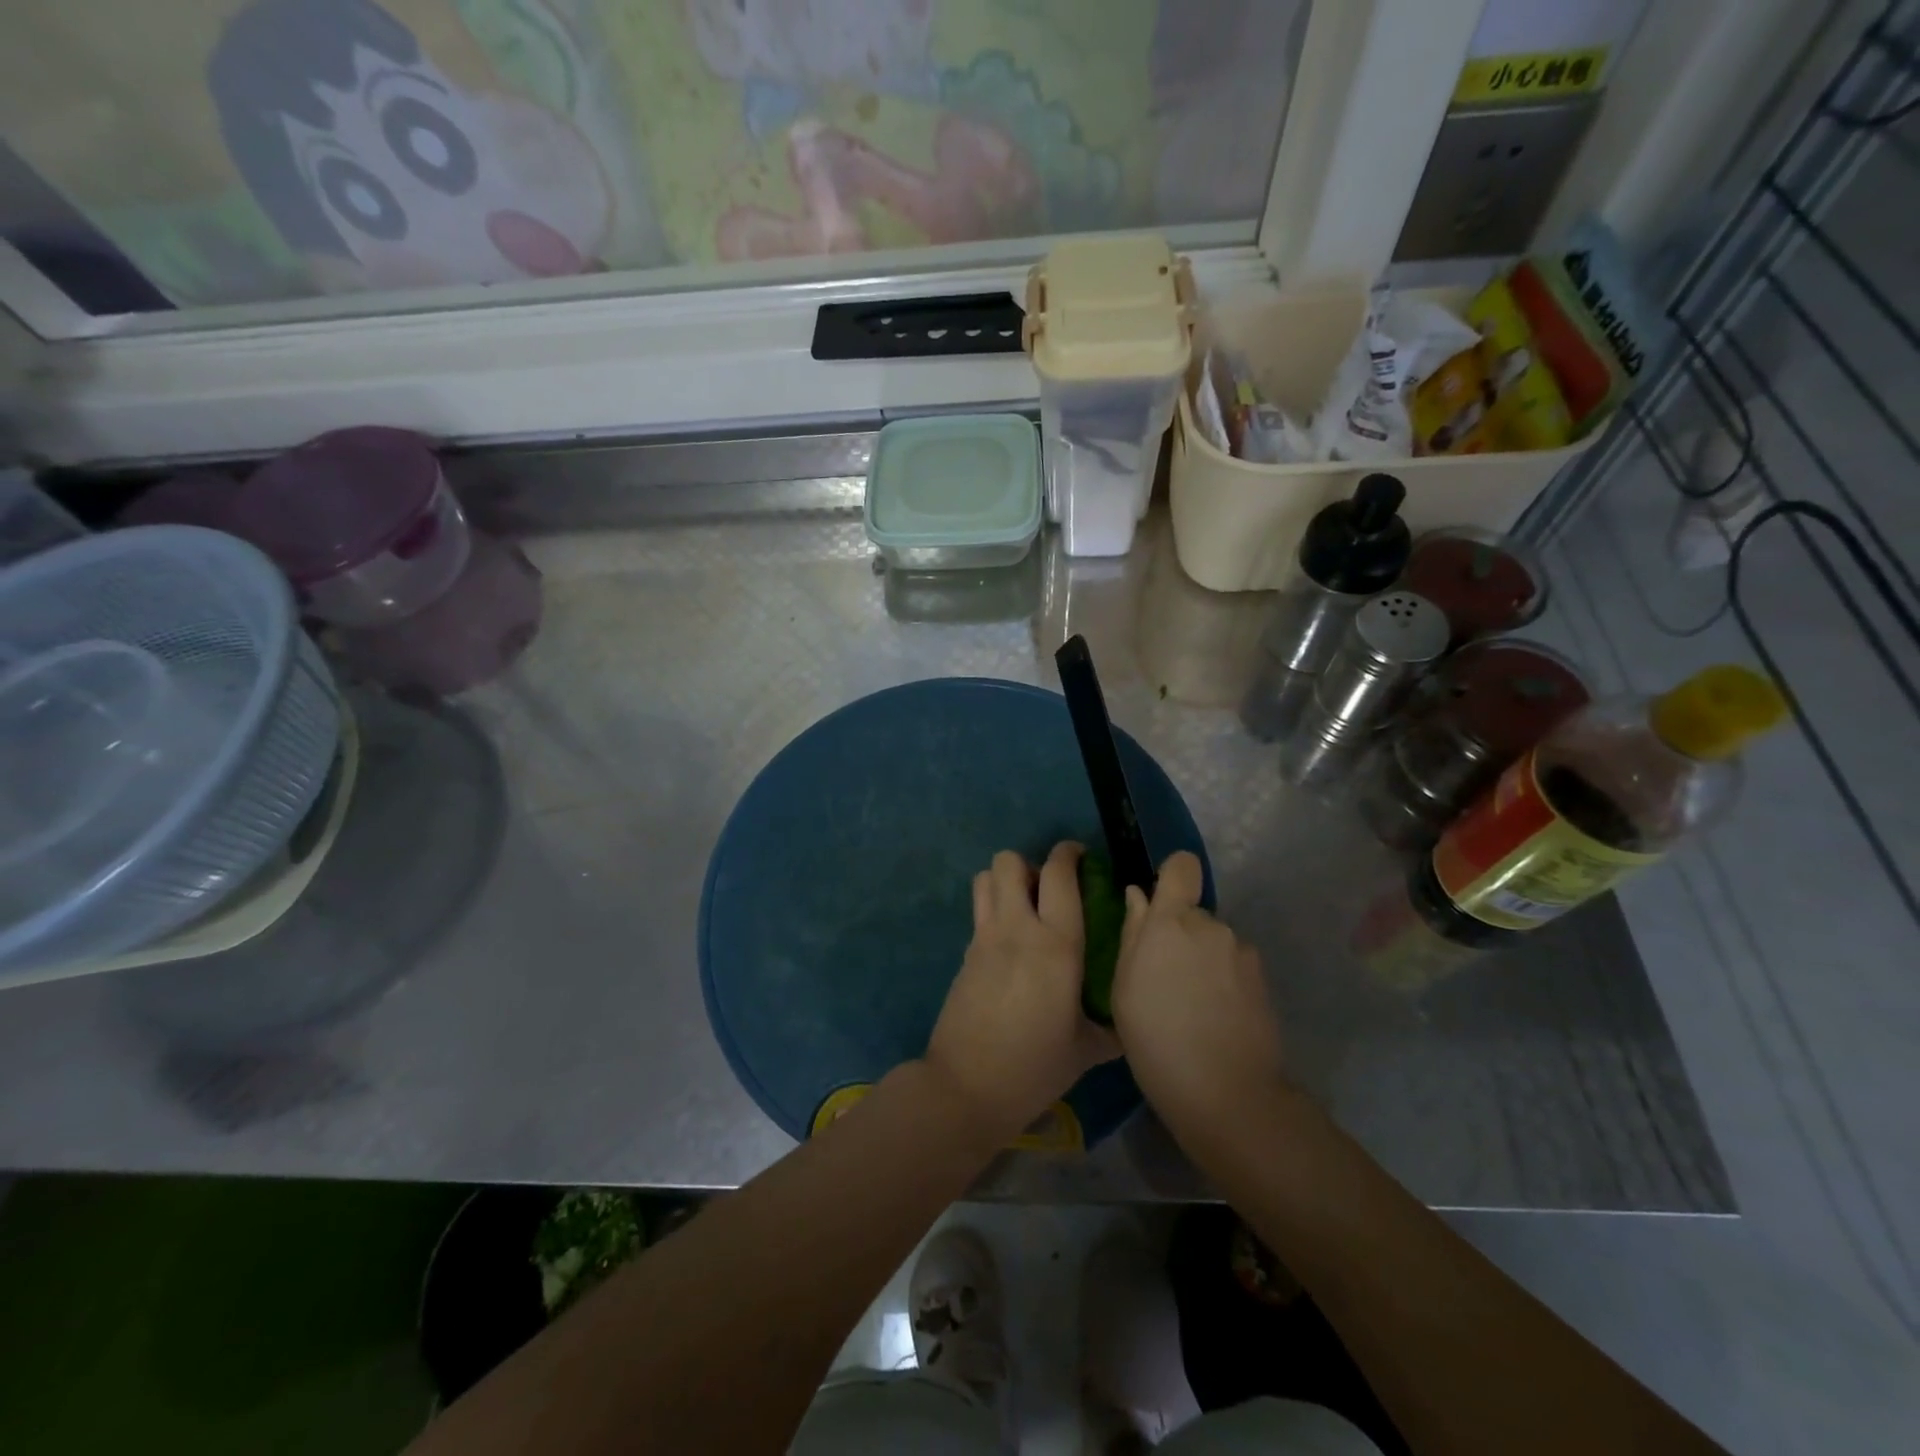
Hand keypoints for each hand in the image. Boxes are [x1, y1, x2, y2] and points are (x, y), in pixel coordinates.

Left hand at [924, 844, 1121, 1145]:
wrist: (967, 1086)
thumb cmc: (1034, 1067)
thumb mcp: (1085, 1050)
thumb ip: (1110, 1027)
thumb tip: (1128, 1019)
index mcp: (1056, 944)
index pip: (1059, 875)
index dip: (1069, 854)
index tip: (1081, 857)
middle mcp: (1017, 929)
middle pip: (1009, 861)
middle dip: (1030, 864)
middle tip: (1049, 889)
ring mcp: (984, 939)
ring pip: (986, 878)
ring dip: (1006, 881)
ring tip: (1026, 907)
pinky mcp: (965, 954)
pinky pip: (979, 912)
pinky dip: (994, 910)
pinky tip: (1010, 944)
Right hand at [1110, 852, 1287, 1139]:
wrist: (1225, 1093)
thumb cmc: (1155, 1038)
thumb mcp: (1124, 987)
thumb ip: (1133, 933)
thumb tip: (1139, 896)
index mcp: (1171, 922)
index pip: (1181, 867)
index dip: (1172, 875)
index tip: (1159, 901)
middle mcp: (1212, 926)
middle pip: (1194, 914)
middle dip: (1180, 935)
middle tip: (1164, 979)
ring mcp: (1242, 953)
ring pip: (1214, 943)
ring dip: (1203, 961)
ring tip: (1191, 1006)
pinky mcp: (1263, 980)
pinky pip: (1234, 967)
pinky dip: (1224, 983)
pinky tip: (1215, 1018)